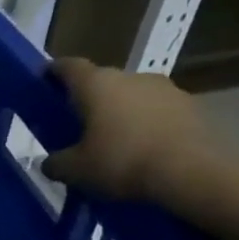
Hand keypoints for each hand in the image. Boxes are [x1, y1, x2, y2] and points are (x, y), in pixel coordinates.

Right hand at [42, 57, 221, 202]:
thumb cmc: (122, 162)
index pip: (68, 66)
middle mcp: (131, 77)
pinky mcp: (193, 107)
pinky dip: (147, 125)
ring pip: (132, 96)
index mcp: (96, 84)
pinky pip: (158, 112)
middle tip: (78, 124)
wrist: (193, 172)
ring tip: (114, 141)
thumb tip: (50, 162)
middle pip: (102, 82)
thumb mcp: (75, 171)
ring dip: (121, 112)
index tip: (45, 81)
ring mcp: (166, 89)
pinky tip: (143, 150)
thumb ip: (56, 163)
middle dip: (89, 99)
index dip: (54, 72)